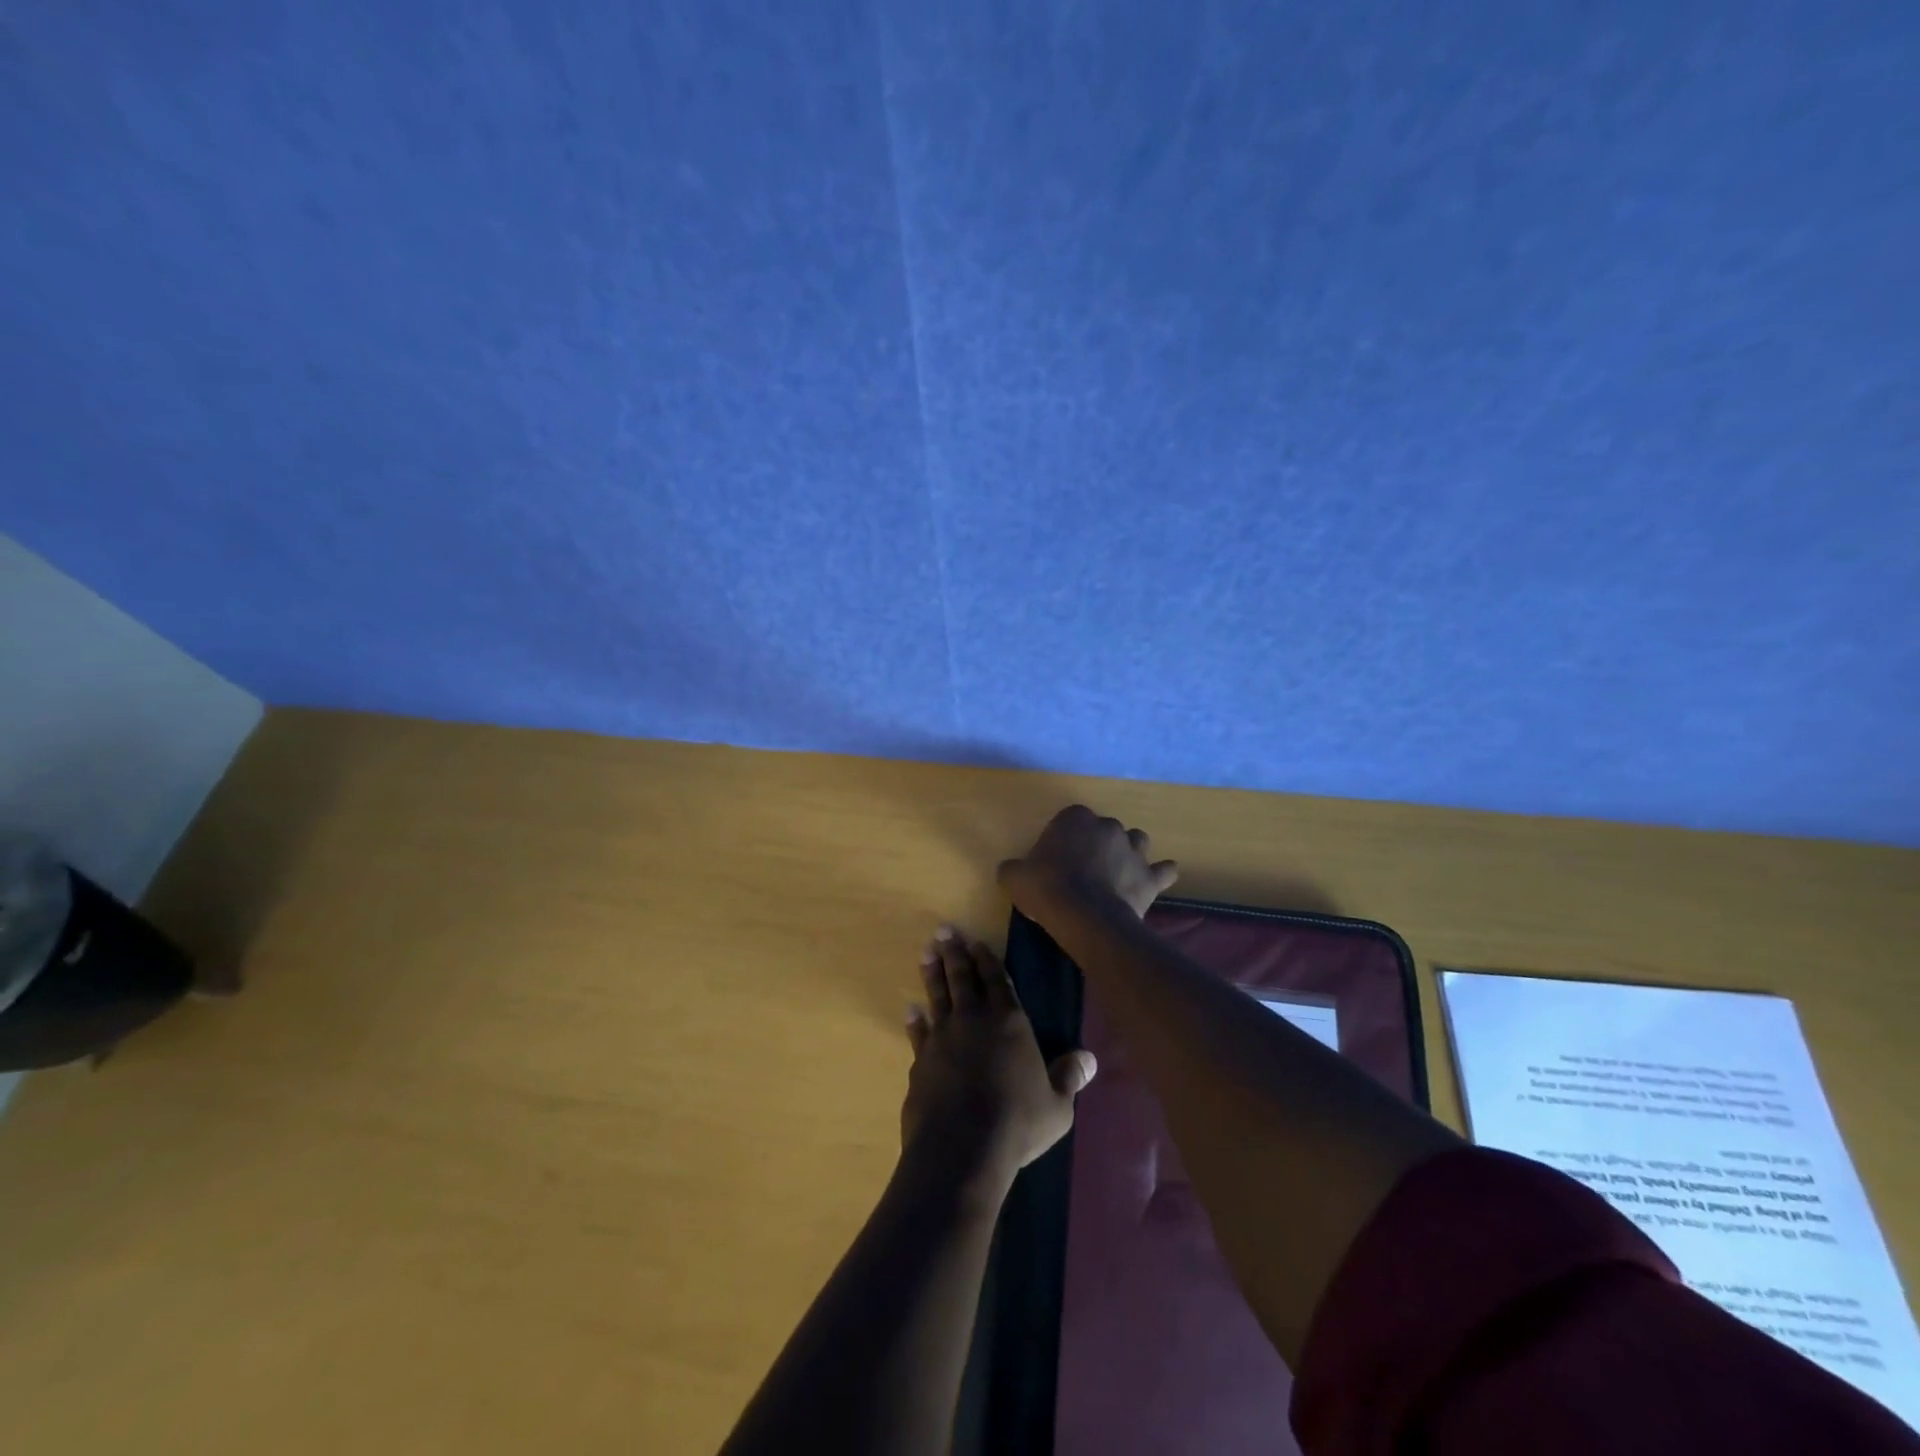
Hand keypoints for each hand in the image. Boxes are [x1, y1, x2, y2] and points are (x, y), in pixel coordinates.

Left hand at [900, 927, 1095, 1196]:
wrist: (961, 1148)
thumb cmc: (1017, 1123)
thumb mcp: (1056, 1106)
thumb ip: (1068, 1078)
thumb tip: (1089, 1058)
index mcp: (1009, 1023)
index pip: (997, 981)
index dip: (987, 960)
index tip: (976, 942)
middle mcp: (974, 1020)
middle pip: (963, 978)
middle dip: (955, 953)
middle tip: (944, 930)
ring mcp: (943, 1038)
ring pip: (938, 996)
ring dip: (932, 974)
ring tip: (926, 953)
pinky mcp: (921, 1061)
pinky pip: (918, 1033)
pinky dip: (915, 1020)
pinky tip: (910, 1010)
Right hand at [997, 805, 1179, 926]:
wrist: (1085, 917)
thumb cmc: (1046, 889)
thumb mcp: (1014, 877)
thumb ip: (1014, 868)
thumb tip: (1013, 870)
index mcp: (1075, 818)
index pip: (1070, 819)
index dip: (1064, 839)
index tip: (1056, 859)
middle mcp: (1108, 826)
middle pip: (1103, 829)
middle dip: (1097, 844)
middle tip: (1083, 870)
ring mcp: (1133, 849)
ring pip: (1136, 841)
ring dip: (1129, 852)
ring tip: (1117, 872)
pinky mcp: (1150, 876)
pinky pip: (1163, 870)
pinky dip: (1160, 874)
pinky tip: (1155, 880)